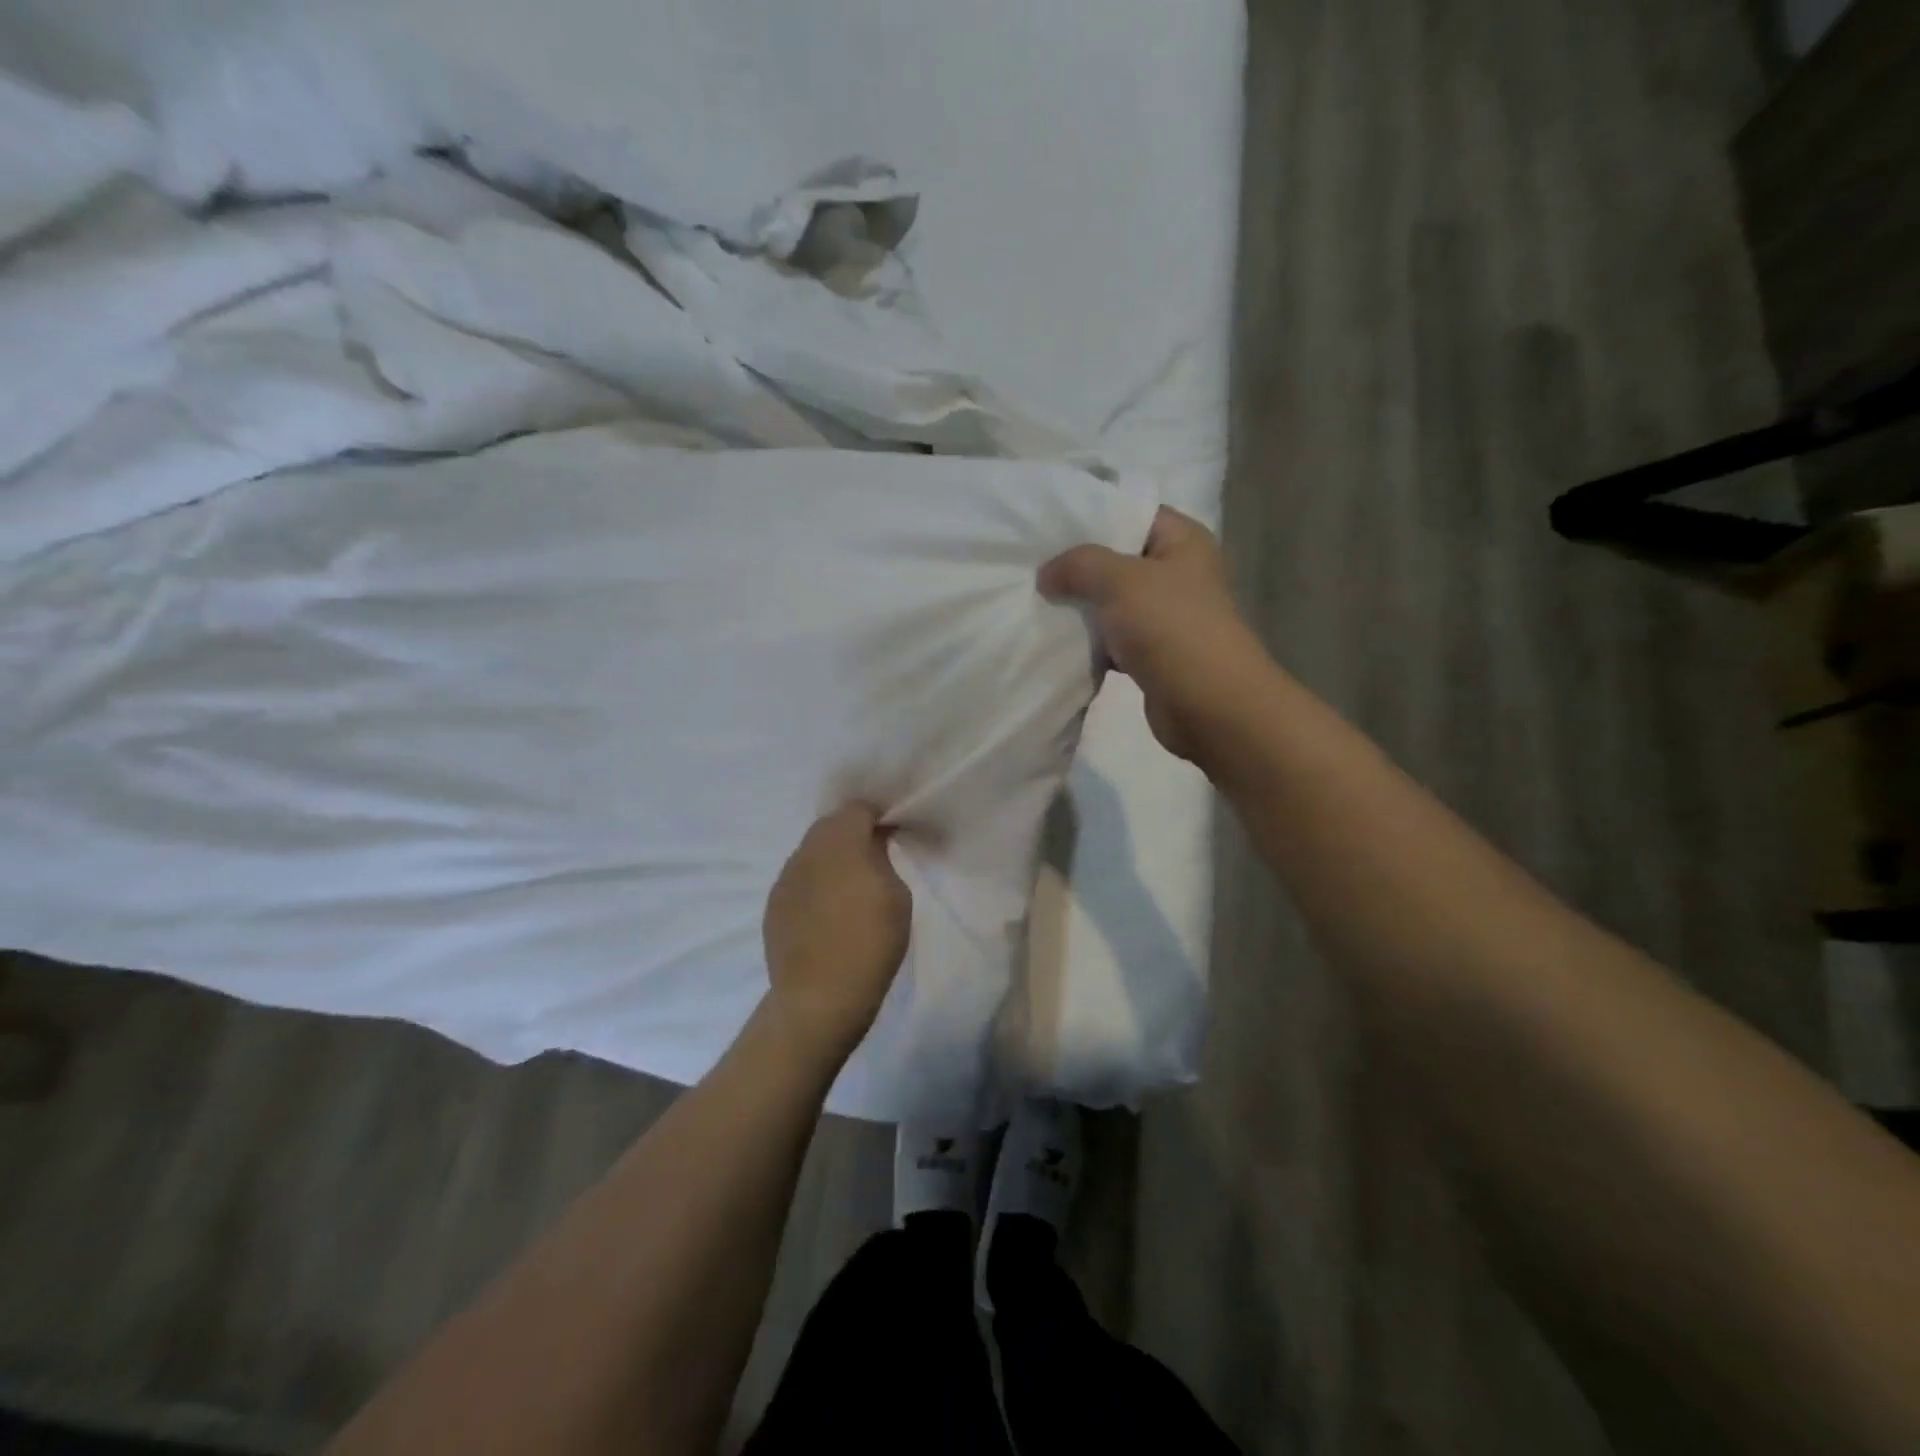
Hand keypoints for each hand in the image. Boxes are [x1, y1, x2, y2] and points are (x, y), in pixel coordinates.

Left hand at [763, 803, 911, 1057]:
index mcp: (841, 841)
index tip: (893, 832)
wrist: (819, 998)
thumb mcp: (897, 896)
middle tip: (874, 857)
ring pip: (811, 852)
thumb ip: (882, 859)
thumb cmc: (870, 943)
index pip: (858, 809)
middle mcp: (807, 851)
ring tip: (850, 887)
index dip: (877, 816)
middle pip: (830, 826)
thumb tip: (871, 845)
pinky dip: (815, 883)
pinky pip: (799, 879)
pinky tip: (828, 911)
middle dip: (852, 833)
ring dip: (831, 859)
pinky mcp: (773, 905)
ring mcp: (785, 878)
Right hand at [1039, 507, 1270, 766]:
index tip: (1048, 527)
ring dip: (1081, 607)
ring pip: (1113, 602)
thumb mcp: (1120, 580)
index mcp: (1183, 542)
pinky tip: (1058, 641)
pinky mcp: (1154, 653)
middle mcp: (1178, 573)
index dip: (1092, 515)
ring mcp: (1167, 616)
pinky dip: (1091, 641)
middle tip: (1034, 567)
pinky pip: (1114, 638)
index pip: (1133, 512)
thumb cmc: (1171, 628)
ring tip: (1037, 601)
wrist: (1208, 705)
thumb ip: (1079, 565)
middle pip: (1119, 559)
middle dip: (1078, 566)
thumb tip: (1047, 573)